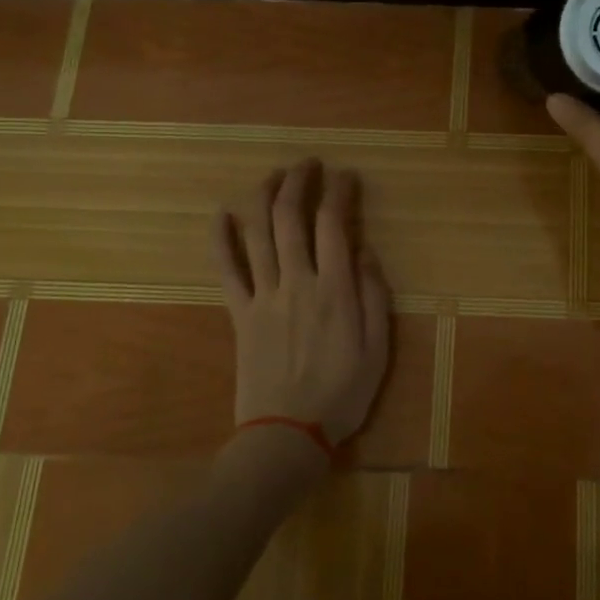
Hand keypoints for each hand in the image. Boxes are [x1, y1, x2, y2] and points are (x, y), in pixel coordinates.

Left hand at [210, 159, 392, 449]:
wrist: (287, 434)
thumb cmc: (342, 393)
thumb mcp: (378, 348)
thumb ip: (373, 295)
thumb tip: (364, 250)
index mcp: (335, 289)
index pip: (334, 224)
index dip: (339, 192)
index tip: (346, 176)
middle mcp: (297, 282)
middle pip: (290, 217)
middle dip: (298, 182)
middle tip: (307, 164)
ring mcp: (263, 296)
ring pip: (257, 233)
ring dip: (263, 197)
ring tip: (273, 176)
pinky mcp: (239, 313)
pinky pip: (226, 269)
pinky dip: (221, 239)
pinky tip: (221, 215)